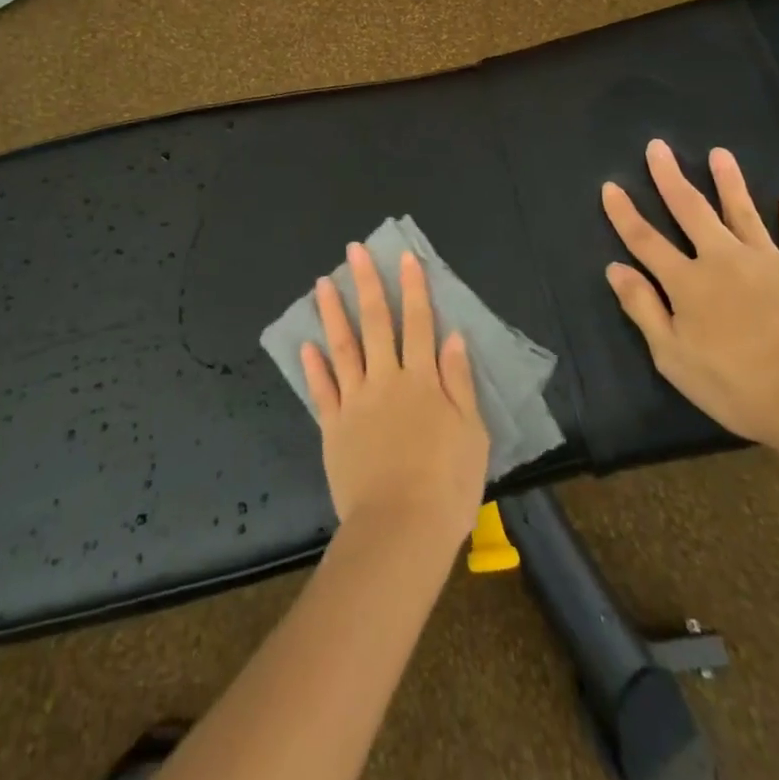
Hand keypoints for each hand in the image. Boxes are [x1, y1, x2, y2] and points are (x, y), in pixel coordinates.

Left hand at [300, 244, 489, 553]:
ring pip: (342, 347)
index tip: (403, 257)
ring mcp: (355, 402)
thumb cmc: (447, 485)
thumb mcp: (472, 433)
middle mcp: (386, 380)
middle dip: (366, 283)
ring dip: (332, 312)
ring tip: (322, 283)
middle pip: (375, 323)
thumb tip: (452, 336)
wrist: (401, 530)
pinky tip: (306, 345)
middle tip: (353, 250)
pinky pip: (322, 390)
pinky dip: (314, 367)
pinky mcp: (333, 427)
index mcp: (422, 380)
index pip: (418, 323)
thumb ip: (458, 382)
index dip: (413, 288)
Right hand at [602, 140, 778, 449]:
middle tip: (658, 147)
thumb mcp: (673, 356)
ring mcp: (769, 263)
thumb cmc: (736, 385)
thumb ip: (643, 308)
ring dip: (729, 182)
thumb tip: (616, 268)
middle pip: (691, 211)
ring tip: (719, 154)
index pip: (645, 240)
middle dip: (671, 178)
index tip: (610, 186)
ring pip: (743, 213)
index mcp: (687, 282)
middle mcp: (723, 260)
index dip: (624, 213)